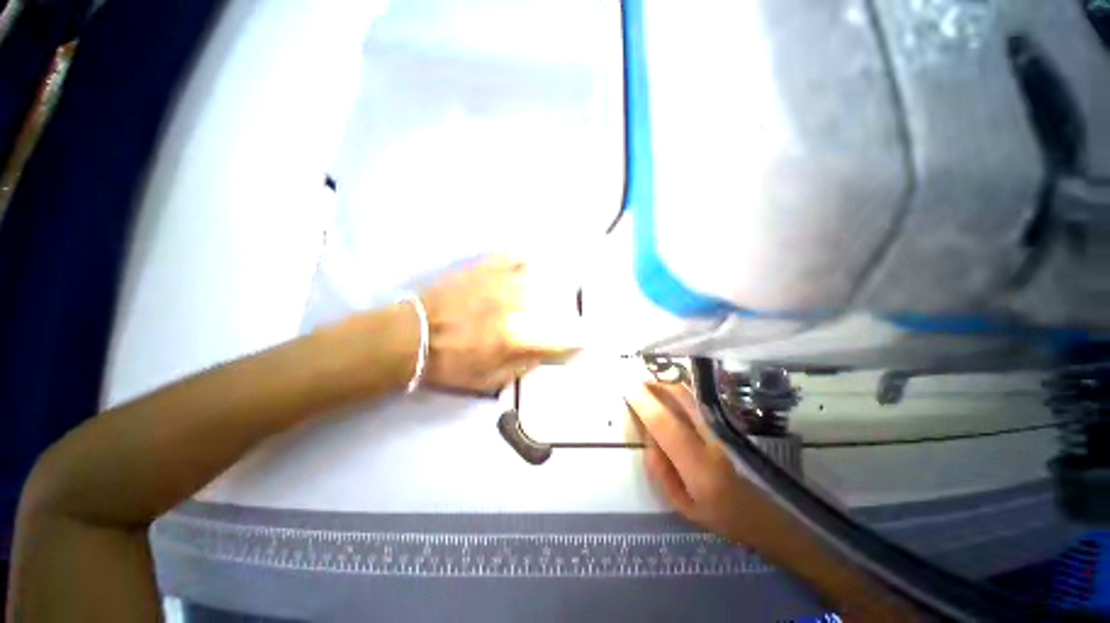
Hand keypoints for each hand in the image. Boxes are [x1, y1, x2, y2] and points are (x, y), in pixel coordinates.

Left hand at [419, 255, 580, 392]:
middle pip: (548, 306)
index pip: (554, 339)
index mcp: (513, 339)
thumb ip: (520, 368)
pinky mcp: (481, 271)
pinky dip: (520, 259)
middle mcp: (511, 308)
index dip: (572, 341)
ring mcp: (496, 286)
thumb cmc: (449, 363)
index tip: (581, 341)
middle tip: (562, 315)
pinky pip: (508, 258)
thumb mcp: (486, 379)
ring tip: (552, 285)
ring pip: (533, 280)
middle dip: (560, 312)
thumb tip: (543, 355)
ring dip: (547, 284)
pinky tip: (526, 261)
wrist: (412, 336)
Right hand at [626, 381, 783, 545]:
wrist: (758, 514)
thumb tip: (647, 436)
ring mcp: (719, 430)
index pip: (667, 427)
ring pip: (688, 396)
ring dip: (664, 385)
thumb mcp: (680, 506)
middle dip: (655, 385)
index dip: (646, 405)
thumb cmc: (717, 516)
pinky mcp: (721, 425)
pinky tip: (664, 393)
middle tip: (634, 381)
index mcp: (699, 468)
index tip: (627, 389)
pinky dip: (674, 391)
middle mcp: (711, 441)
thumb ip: (659, 471)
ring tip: (645, 385)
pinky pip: (693, 401)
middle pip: (682, 399)